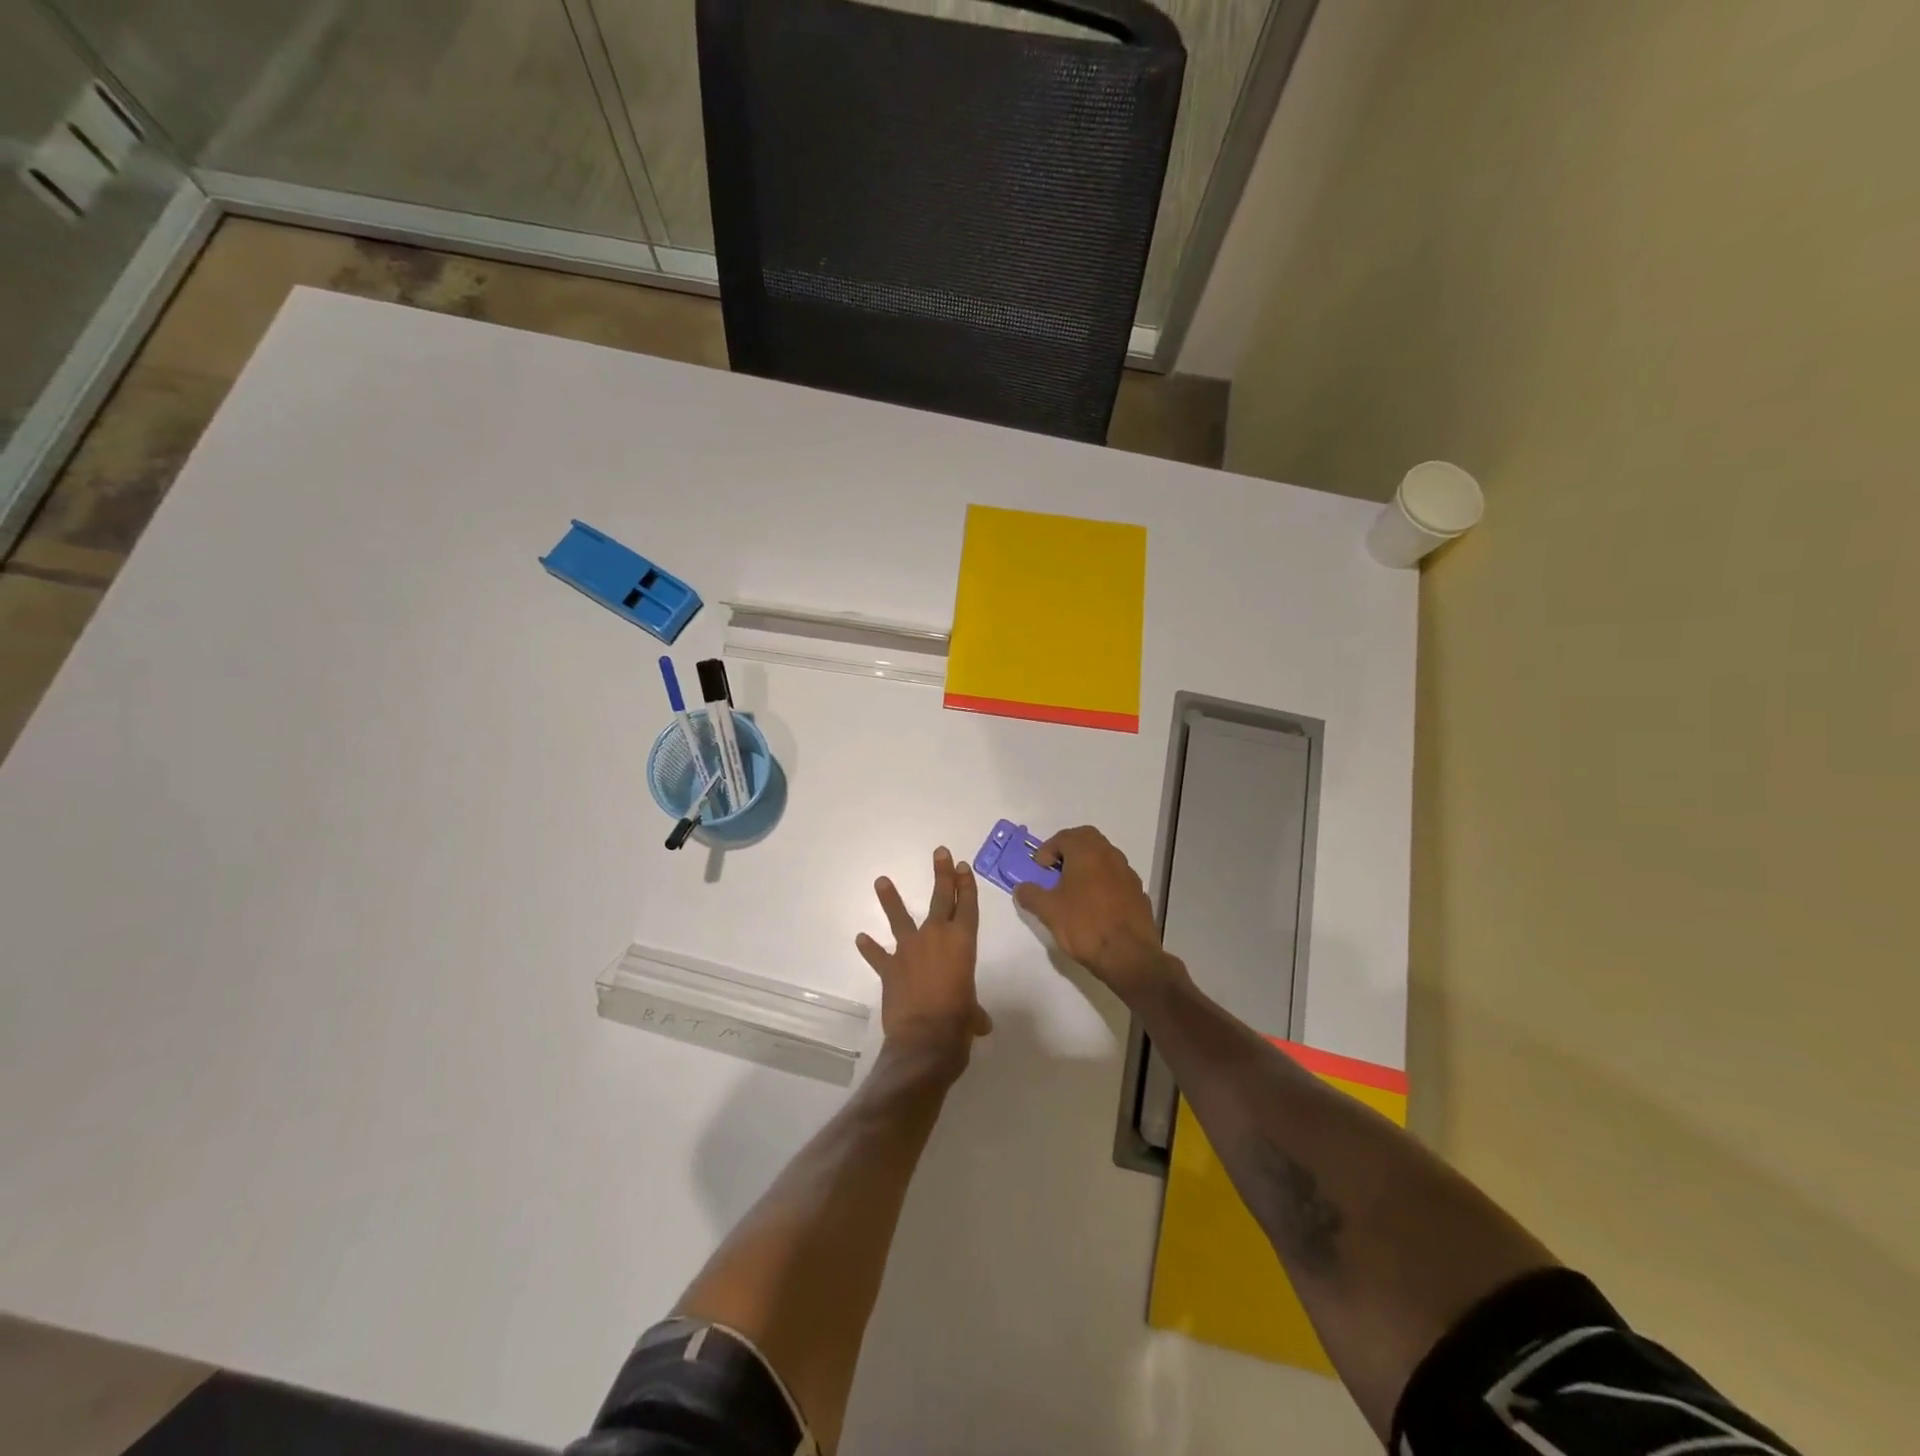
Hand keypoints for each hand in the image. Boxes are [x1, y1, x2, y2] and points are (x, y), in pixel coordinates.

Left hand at [856, 847, 991, 1068]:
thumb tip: (978, 1023)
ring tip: (881, 880)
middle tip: (940, 853)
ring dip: (891, 899)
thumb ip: (973, 1012)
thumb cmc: (959, 1022)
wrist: (926, 1038)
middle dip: (942, 875)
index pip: (967, 906)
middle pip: (940, 899)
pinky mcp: (889, 968)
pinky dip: (870, 947)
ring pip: (900, 917)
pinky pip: (878, 955)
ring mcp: (910, 950)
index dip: (966, 885)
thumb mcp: (973, 1014)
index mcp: (963, 942)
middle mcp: (936, 937)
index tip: (962, 866)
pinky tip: (861, 938)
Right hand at [1012, 826, 1182, 1004]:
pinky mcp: (1139, 893)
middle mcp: (1110, 855)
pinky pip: (1116, 878)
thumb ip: (1032, 895)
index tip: (1040, 868)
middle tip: (1056, 870)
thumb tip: (1021, 888)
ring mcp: (1128, 874)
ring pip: (1105, 857)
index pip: (1065, 836)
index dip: (1048, 849)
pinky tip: (1095, 905)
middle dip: (1070, 850)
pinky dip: (1103, 882)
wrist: (1129, 956)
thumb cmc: (1085, 925)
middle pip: (1088, 840)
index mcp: (1087, 852)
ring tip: (1074, 889)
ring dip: (1088, 865)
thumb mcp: (1049, 911)